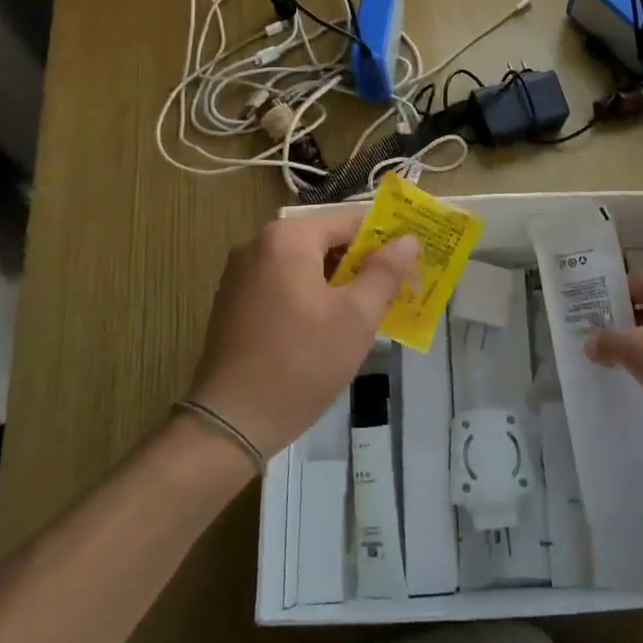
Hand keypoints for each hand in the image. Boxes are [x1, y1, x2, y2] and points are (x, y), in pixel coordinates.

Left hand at [188, 214, 418, 459]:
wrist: (230, 422)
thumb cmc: (301, 363)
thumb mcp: (356, 317)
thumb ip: (385, 272)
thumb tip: (408, 240)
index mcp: (288, 238)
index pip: (350, 220)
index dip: (386, 239)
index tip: (412, 262)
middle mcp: (259, 244)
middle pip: (326, 240)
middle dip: (362, 262)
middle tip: (395, 290)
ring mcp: (241, 273)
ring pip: (305, 264)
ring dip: (338, 281)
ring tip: (368, 311)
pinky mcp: (234, 301)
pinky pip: (284, 283)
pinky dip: (311, 295)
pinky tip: (330, 327)